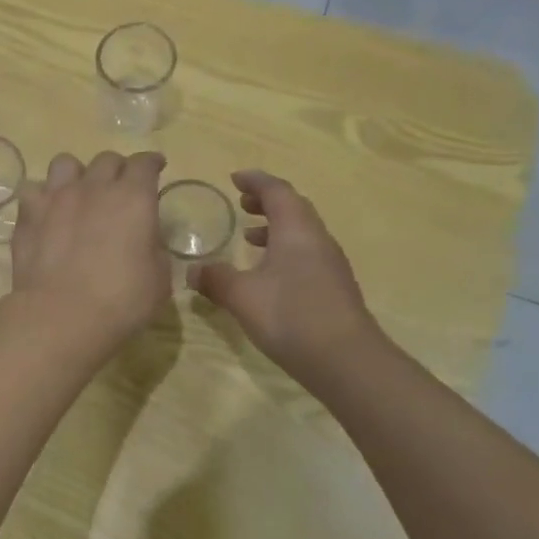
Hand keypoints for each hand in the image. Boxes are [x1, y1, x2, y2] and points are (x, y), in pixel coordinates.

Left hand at [7, 150, 170, 357]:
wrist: (62, 315)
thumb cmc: (121, 301)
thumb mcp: (159, 280)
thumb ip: (155, 250)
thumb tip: (145, 241)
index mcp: (133, 198)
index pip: (145, 164)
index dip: (152, 163)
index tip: (156, 167)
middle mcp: (95, 187)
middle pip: (107, 160)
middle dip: (117, 170)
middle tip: (119, 188)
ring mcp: (57, 197)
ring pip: (66, 163)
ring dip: (77, 174)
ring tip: (78, 193)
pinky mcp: (29, 214)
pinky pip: (34, 190)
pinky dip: (42, 198)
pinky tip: (47, 213)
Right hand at [190, 171, 380, 388]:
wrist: (346, 360)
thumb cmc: (291, 316)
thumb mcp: (242, 296)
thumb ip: (215, 279)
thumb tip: (192, 270)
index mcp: (296, 230)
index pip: (277, 191)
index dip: (255, 181)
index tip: (235, 178)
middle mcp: (317, 239)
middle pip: (294, 207)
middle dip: (266, 201)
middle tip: (241, 203)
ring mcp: (330, 264)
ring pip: (302, 232)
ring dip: (275, 227)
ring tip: (249, 237)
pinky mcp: (334, 287)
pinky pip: (306, 253)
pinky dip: (285, 250)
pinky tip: (268, 275)